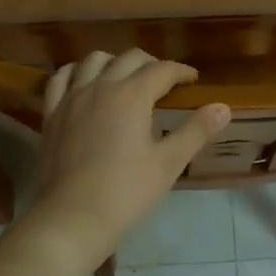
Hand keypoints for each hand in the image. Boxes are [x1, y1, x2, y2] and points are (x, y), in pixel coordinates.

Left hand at [26, 50, 230, 260]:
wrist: (73, 217)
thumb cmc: (127, 191)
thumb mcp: (168, 163)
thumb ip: (196, 131)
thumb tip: (224, 107)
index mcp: (132, 95)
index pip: (162, 70)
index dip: (181, 71)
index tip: (193, 80)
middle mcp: (101, 86)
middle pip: (129, 58)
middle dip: (152, 63)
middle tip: (164, 81)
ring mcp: (72, 98)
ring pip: (93, 60)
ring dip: (114, 62)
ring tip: (125, 77)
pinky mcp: (51, 114)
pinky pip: (61, 78)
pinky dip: (76, 72)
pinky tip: (83, 81)